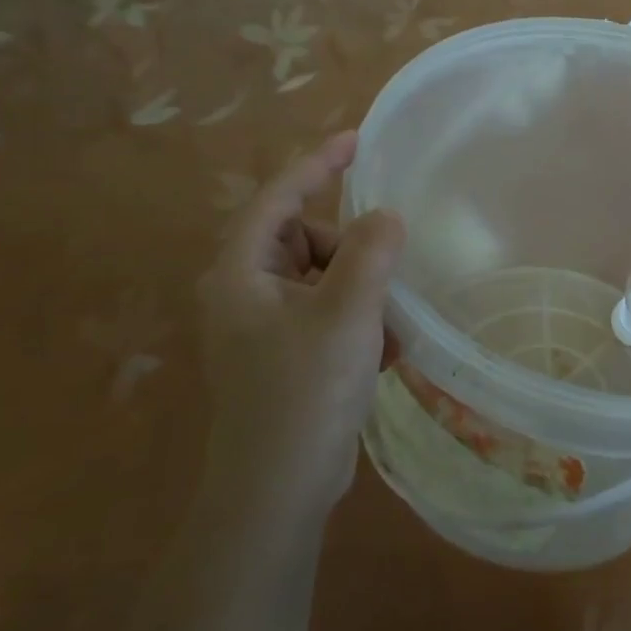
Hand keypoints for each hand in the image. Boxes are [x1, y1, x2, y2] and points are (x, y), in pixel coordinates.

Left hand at [196, 132, 404, 531]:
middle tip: (382, 282)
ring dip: (363, 292)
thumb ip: (371, 254)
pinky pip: (330, 312)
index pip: (279, 198)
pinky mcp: (287, 354)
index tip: (358, 140)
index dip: (318, 165)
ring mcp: (265, 326)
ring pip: (325, 277)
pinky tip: (385, 352)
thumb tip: (387, 216)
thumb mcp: (347, 314)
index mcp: (241, 273)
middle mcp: (245, 291)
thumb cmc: (305, 391)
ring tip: (389, 327)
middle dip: (352, 252)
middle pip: (306, 238)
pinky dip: (359, 321)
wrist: (279, 489)